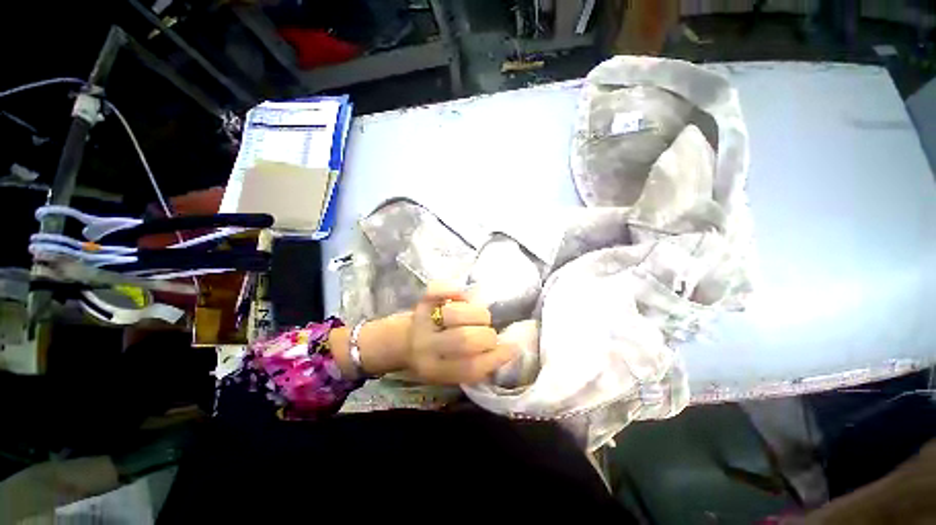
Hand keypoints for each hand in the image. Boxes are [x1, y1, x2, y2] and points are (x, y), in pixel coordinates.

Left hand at [404, 282, 515, 384]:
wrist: (403, 341)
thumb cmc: (434, 358)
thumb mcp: (452, 372)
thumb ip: (477, 365)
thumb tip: (509, 349)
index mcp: (436, 369)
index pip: (470, 367)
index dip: (495, 357)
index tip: (511, 348)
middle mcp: (427, 346)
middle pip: (464, 340)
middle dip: (487, 335)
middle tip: (489, 333)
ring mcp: (423, 320)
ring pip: (455, 313)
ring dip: (476, 314)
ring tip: (476, 317)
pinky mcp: (422, 301)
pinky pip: (437, 290)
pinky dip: (452, 289)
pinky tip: (461, 296)